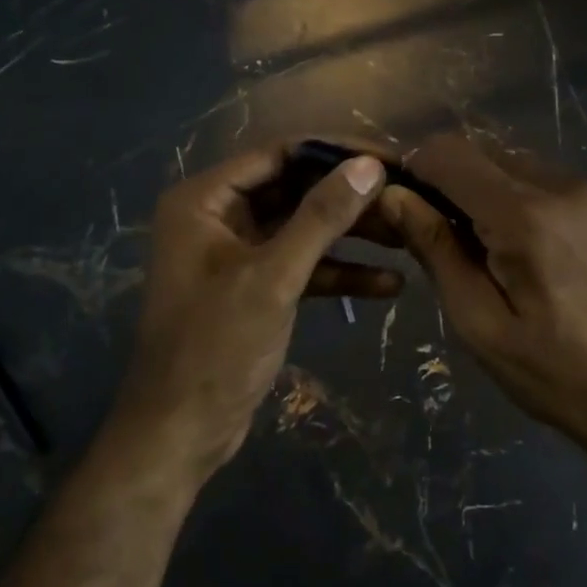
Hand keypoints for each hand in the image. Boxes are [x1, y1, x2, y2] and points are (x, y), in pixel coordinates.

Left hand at [114, 142, 395, 478]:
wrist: (180, 433)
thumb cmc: (216, 347)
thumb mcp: (273, 277)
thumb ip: (322, 217)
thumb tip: (369, 165)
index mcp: (204, 200)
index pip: (279, 154)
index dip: (335, 153)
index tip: (390, 159)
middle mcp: (218, 217)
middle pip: (294, 189)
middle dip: (349, 197)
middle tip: (405, 196)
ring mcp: (237, 254)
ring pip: (302, 229)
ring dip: (351, 235)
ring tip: (406, 236)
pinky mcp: (255, 288)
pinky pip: (302, 267)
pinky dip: (339, 273)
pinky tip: (388, 285)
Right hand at [378, 135, 586, 461]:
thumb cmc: (555, 375)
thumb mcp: (480, 324)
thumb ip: (436, 250)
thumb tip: (394, 196)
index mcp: (526, 217)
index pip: (452, 154)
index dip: (419, 166)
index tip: (408, 199)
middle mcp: (571, 188)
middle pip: (493, 156)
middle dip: (463, 186)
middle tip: (460, 241)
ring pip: (533, 170)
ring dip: (508, 197)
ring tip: (514, 255)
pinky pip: (573, 189)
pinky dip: (550, 208)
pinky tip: (561, 258)